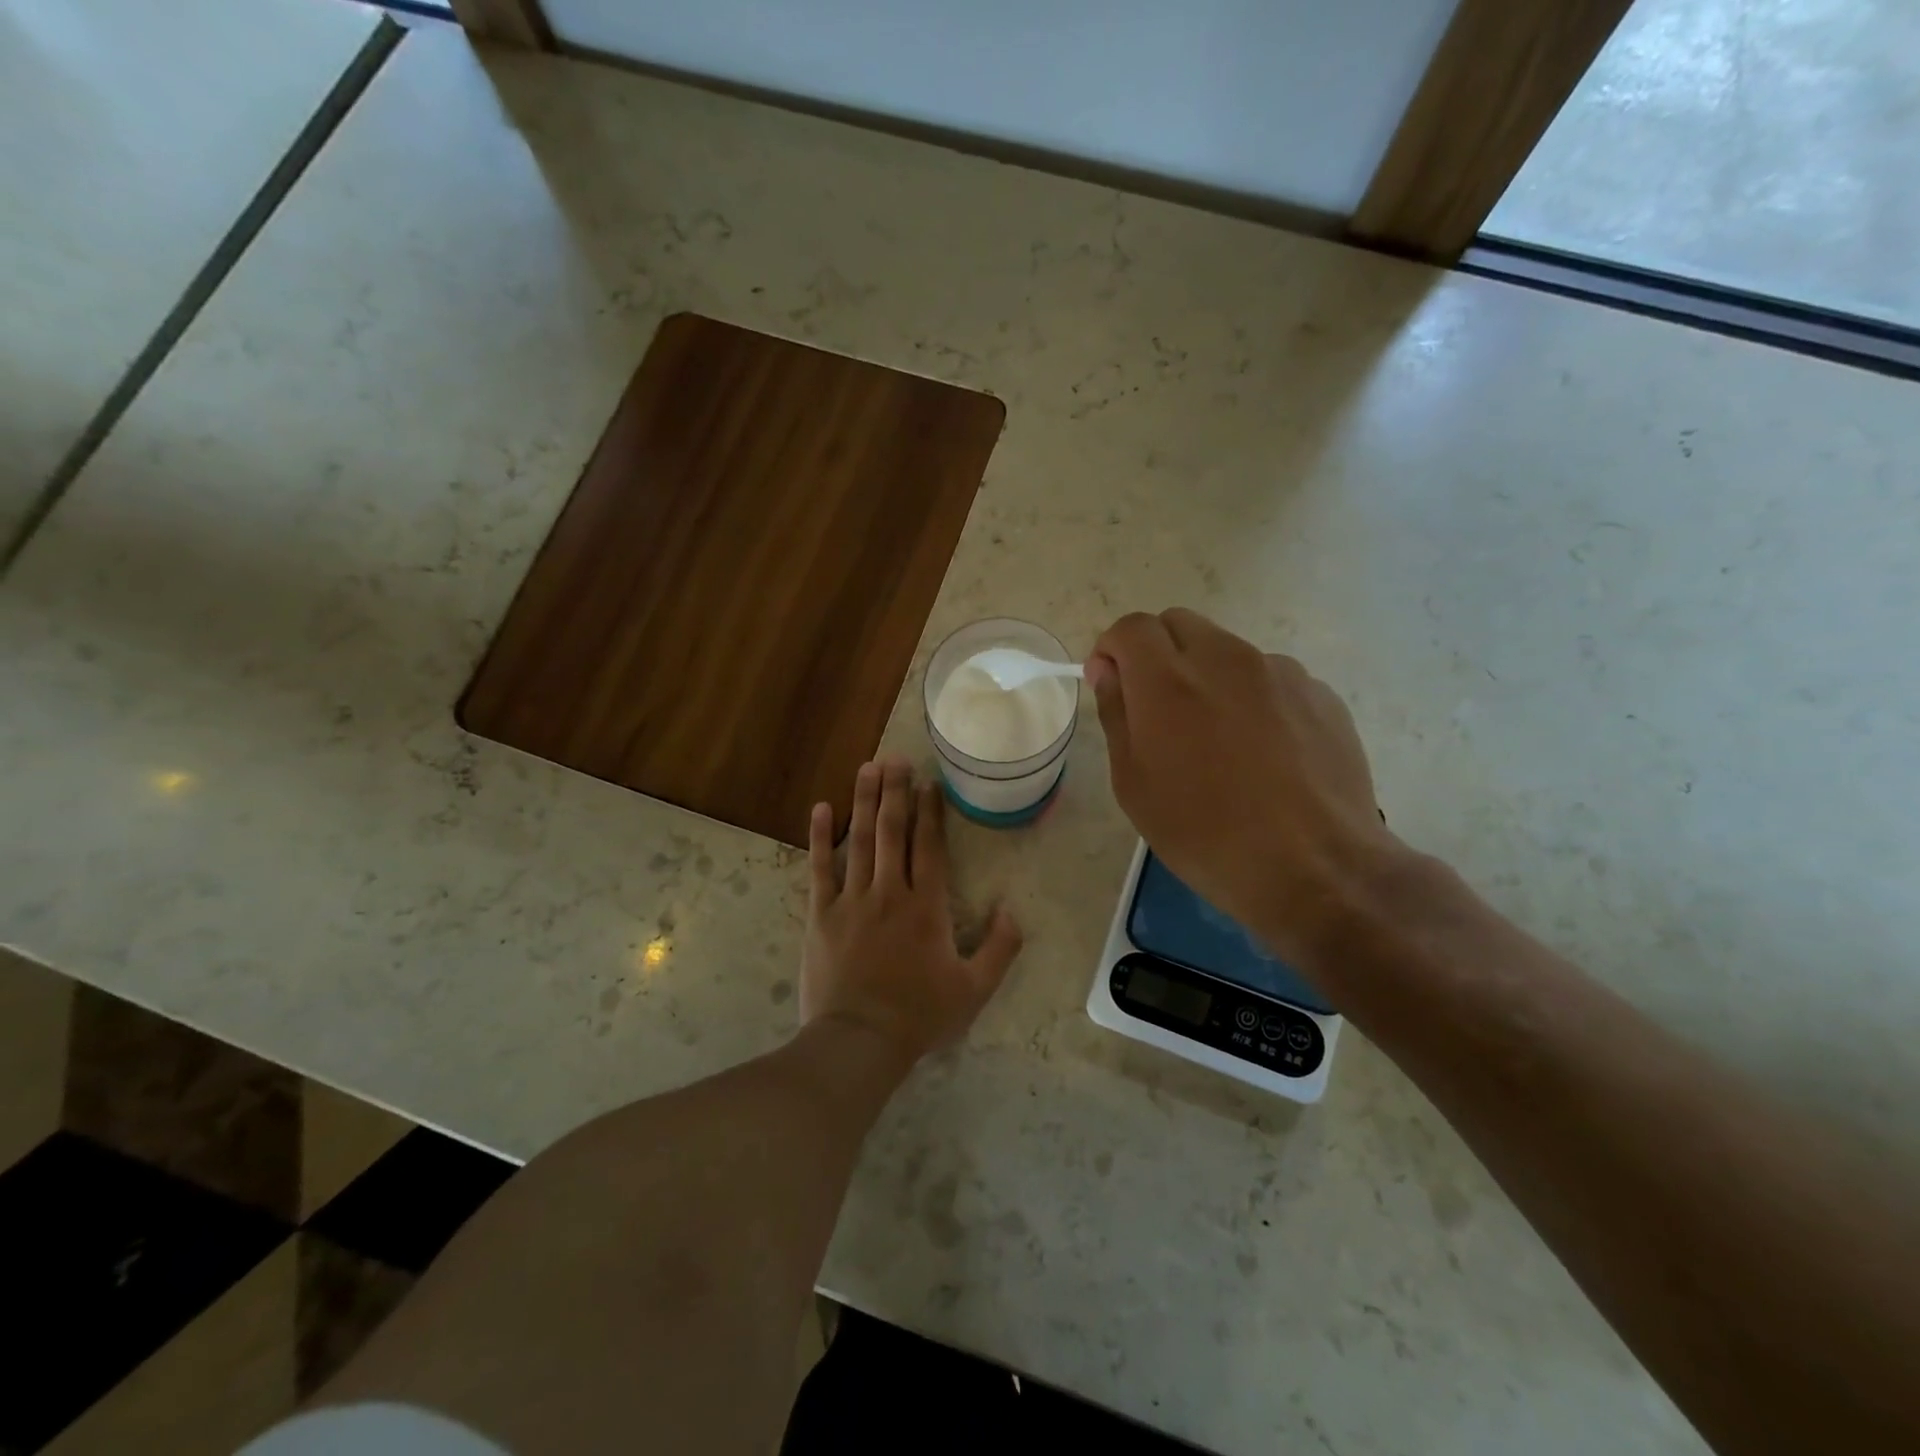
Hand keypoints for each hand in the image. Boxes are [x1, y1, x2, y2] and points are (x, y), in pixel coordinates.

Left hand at [801, 754, 1023, 1063]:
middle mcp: (889, 892)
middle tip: (896, 757)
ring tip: (868, 767)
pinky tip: (821, 808)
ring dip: (864, 801)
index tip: (929, 782)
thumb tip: (1012, 910)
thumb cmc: (919, 1015)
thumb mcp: (974, 989)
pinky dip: (821, 837)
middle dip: (896, 791)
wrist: (859, 1041)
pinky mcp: (821, 914)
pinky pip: (820, 868)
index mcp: (927, 907)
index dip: (930, 811)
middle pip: (893, 831)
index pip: (929, 846)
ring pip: (859, 840)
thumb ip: (1000, 948)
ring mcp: (852, 900)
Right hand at [1086, 609, 1398, 967]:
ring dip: (1208, 675)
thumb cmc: (1205, 833)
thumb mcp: (1134, 784)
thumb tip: (1108, 670)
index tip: (1113, 686)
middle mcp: (1224, 658)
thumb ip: (1116, 713)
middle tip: (1159, 709)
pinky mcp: (1319, 692)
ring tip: (1220, 740)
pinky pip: (1270, 678)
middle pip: (1178, 624)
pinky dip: (1252, 697)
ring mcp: (1279, 671)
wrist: (1314, 866)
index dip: (1113, 650)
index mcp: (1168, 680)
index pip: (1131, 628)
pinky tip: (1264, 752)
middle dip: (1157, 652)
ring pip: (1226, 650)